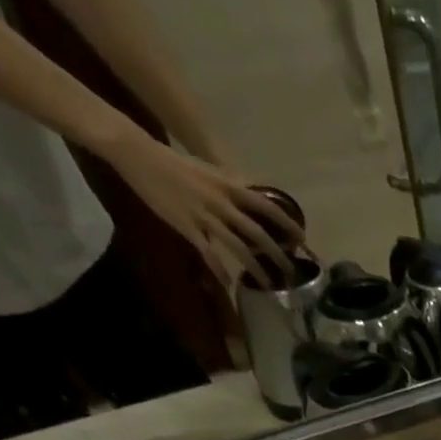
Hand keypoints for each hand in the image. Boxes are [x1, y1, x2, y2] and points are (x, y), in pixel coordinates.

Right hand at [100, 127, 303, 288]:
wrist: (138, 154)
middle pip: (258, 233)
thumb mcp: (211, 173)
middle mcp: (222, 203)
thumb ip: (232, 188)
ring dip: (256, 268)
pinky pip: (208, 253)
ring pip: (238, 247)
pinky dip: (219, 270)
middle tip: (291, 272)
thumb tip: (253, 197)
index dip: (287, 223)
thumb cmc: (175, 163)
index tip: (303, 239)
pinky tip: (228, 284)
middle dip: (277, 254)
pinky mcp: (186, 226)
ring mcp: (204, 216)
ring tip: (269, 285)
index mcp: (229, 187)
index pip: (266, 206)